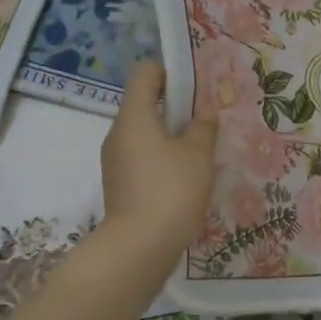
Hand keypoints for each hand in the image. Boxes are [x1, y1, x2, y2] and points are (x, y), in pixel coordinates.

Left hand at [99, 62, 217, 259]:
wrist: (139, 247)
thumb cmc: (171, 190)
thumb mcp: (198, 154)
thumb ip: (203, 128)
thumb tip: (203, 116)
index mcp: (134, 116)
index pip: (145, 73)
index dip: (170, 72)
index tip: (195, 88)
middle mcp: (118, 133)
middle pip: (144, 104)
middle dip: (175, 107)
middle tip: (205, 121)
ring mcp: (115, 161)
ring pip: (144, 134)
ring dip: (170, 136)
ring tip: (200, 152)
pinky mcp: (119, 185)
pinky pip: (142, 159)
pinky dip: (161, 160)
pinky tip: (185, 179)